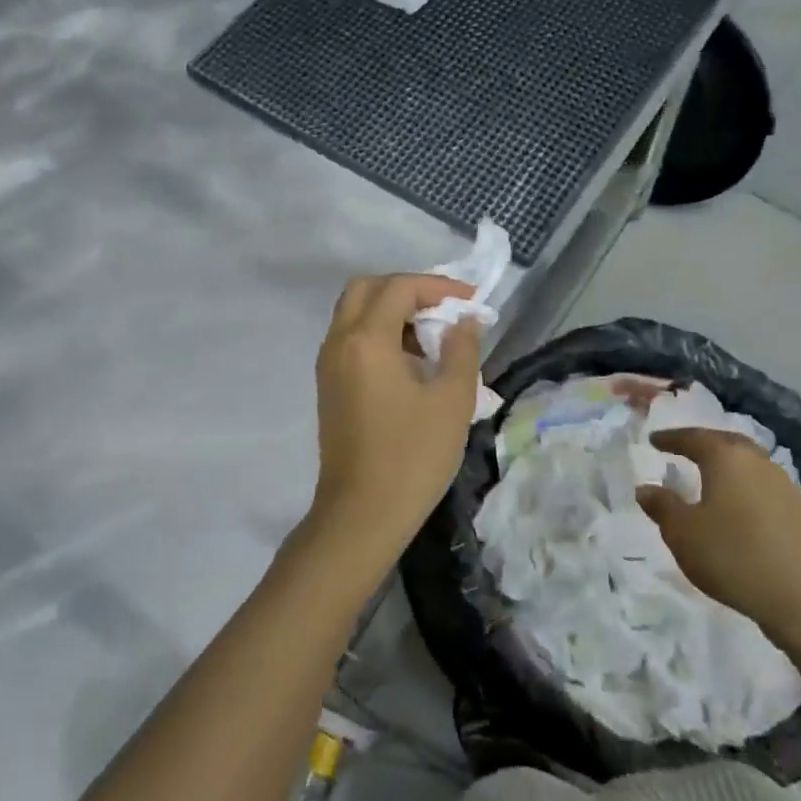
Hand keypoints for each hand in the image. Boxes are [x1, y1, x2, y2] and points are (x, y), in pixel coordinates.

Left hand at [307, 274, 481, 568]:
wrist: (362, 514)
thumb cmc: (412, 455)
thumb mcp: (452, 400)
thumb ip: (461, 349)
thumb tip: (463, 321)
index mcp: (366, 339)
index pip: (400, 288)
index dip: (438, 286)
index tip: (471, 301)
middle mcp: (339, 342)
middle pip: (367, 289)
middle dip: (408, 290)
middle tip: (443, 310)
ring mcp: (328, 365)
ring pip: (355, 313)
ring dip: (392, 312)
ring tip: (433, 338)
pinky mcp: (328, 386)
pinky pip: (351, 340)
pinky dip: (379, 334)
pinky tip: (411, 363)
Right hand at [636, 427, 800, 644]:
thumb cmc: (733, 555)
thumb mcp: (682, 533)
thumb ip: (662, 506)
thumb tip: (645, 488)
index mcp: (726, 458)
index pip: (693, 438)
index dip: (671, 438)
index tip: (653, 440)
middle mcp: (757, 462)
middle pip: (726, 443)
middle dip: (703, 443)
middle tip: (683, 448)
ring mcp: (783, 486)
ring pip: (748, 463)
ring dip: (726, 465)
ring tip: (708, 476)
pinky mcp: (799, 513)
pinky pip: (762, 486)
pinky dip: (743, 487)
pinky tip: (736, 505)